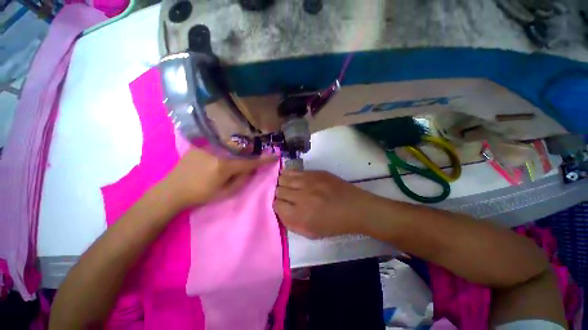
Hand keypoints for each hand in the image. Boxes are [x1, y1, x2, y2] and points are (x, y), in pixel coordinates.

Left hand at [162, 148, 276, 207]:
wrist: (172, 191)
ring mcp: (207, 147)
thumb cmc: (200, 195)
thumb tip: (251, 169)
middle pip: (240, 153)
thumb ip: (241, 180)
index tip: (275, 156)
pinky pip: (217, 148)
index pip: (250, 162)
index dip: (264, 159)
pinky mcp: (199, 146)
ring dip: (233, 156)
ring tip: (225, 166)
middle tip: (246, 163)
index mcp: (225, 166)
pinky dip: (220, 154)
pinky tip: (212, 163)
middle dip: (246, 157)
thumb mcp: (225, 193)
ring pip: (228, 149)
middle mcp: (218, 152)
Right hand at [274, 170, 372, 238]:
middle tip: (284, 196)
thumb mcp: (310, 233)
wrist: (354, 208)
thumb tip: (280, 211)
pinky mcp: (315, 173)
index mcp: (299, 215)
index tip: (281, 206)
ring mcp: (308, 181)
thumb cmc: (333, 224)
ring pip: (284, 178)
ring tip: (284, 185)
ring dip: (282, 183)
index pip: (276, 205)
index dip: (277, 206)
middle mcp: (301, 196)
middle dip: (278, 194)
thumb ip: (291, 224)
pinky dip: (289, 174)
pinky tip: (288, 176)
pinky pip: (295, 171)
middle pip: (278, 190)